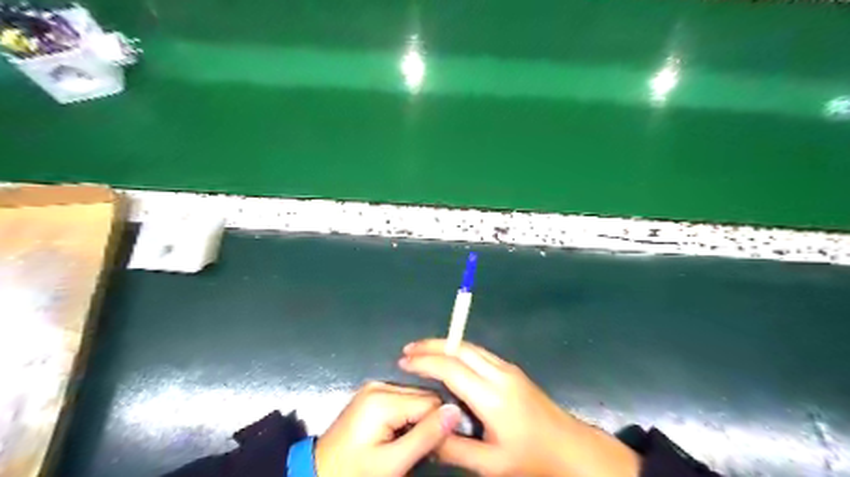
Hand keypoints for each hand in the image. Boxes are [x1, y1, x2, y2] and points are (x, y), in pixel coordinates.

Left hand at [314, 379, 461, 475]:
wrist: (318, 474)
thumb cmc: (354, 472)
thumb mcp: (392, 463)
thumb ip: (426, 436)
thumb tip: (456, 411)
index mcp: (383, 399)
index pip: (431, 402)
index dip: (441, 424)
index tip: (443, 447)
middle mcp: (380, 385)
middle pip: (423, 397)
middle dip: (430, 421)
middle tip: (426, 449)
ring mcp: (375, 387)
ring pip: (416, 398)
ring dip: (420, 420)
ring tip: (412, 444)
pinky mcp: (372, 394)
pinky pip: (403, 400)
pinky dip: (409, 416)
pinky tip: (402, 434)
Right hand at [401, 339, 637, 475]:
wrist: (572, 449)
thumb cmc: (532, 459)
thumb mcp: (491, 464)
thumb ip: (455, 449)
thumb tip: (426, 434)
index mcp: (492, 397)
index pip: (451, 369)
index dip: (425, 363)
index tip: (403, 362)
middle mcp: (499, 374)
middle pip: (460, 349)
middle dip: (431, 345)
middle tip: (407, 350)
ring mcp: (508, 369)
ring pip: (470, 347)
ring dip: (444, 345)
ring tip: (422, 350)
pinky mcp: (512, 370)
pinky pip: (480, 353)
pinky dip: (458, 350)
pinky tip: (448, 358)